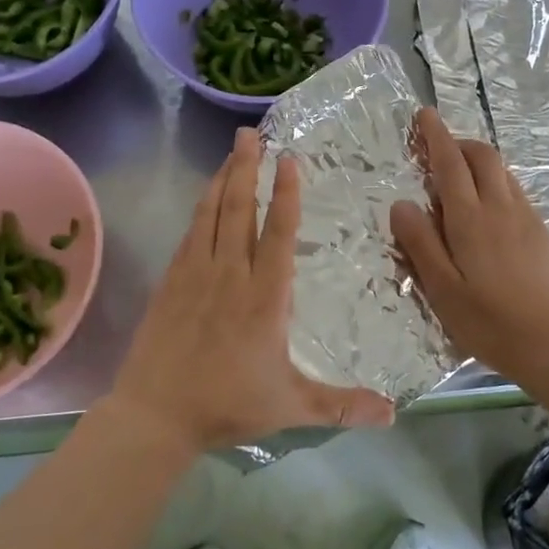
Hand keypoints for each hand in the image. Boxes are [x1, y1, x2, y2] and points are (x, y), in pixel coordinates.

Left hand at [103, 128, 394, 454]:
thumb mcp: (291, 407)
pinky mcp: (171, 282)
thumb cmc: (227, 406)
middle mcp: (230, 275)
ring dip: (222, 179)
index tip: (288, 160)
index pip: (277, 233)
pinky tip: (205, 197)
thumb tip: (394, 414)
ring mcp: (195, 275)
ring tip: (232, 150)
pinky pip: (190, 233)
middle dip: (247, 168)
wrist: (155, 415)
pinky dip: (200, 208)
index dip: (284, 194)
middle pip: (239, 210)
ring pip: (211, 214)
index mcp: (264, 297)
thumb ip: (343, 405)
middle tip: (251, 133)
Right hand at [390, 108, 548, 381]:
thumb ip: (420, 243)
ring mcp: (527, 218)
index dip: (436, 136)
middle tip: (439, 152)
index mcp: (470, 219)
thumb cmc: (487, 321)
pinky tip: (490, 212)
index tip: (425, 114)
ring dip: (480, 163)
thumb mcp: (441, 288)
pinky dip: (497, 185)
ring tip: (461, 180)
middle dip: (460, 143)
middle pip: (483, 156)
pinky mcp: (543, 234)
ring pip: (503, 173)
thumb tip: (401, 203)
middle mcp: (500, 208)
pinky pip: (517, 193)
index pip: (450, 164)